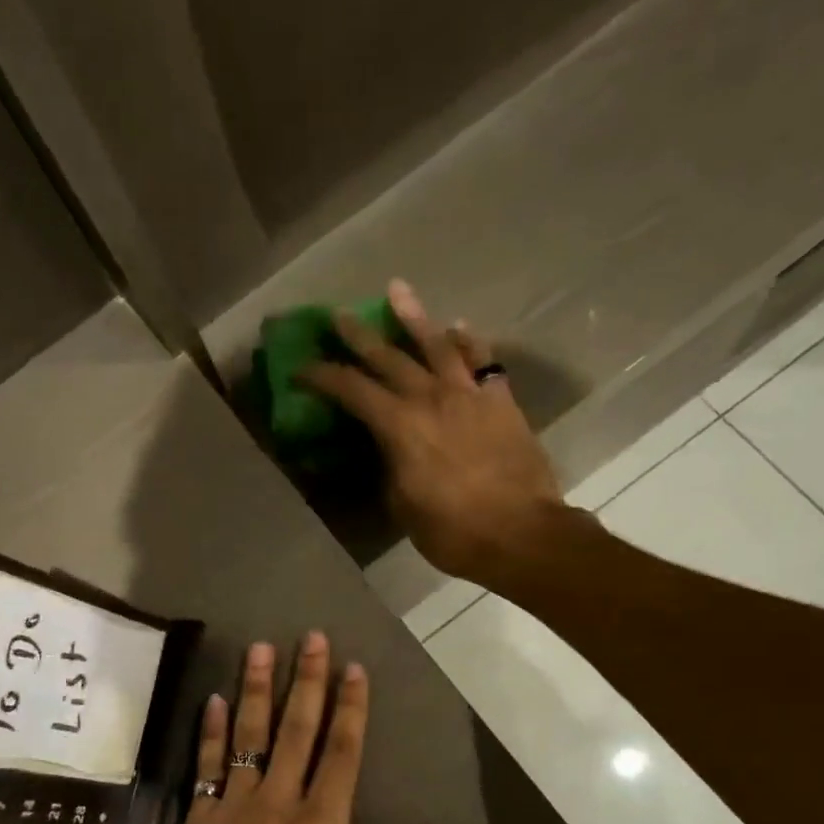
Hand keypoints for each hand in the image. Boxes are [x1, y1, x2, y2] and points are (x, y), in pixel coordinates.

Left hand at [166, 632, 465, 823]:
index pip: (342, 750)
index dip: (350, 706)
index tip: (354, 667)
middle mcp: (279, 803)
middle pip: (296, 729)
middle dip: (307, 679)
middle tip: (310, 637)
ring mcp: (235, 808)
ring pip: (248, 736)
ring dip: (255, 689)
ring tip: (259, 648)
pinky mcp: (199, 820)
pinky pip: (206, 766)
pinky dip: (209, 732)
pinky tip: (212, 700)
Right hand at [301, 279, 565, 584]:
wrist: (521, 533)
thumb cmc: (453, 531)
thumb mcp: (403, 506)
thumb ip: (390, 468)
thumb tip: (388, 449)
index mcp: (399, 427)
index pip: (351, 390)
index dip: (322, 376)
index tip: (302, 369)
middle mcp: (431, 398)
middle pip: (388, 357)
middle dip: (358, 336)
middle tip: (339, 316)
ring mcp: (469, 396)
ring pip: (438, 344)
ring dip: (414, 317)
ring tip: (397, 290)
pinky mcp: (501, 402)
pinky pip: (483, 361)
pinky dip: (470, 342)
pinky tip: (459, 327)